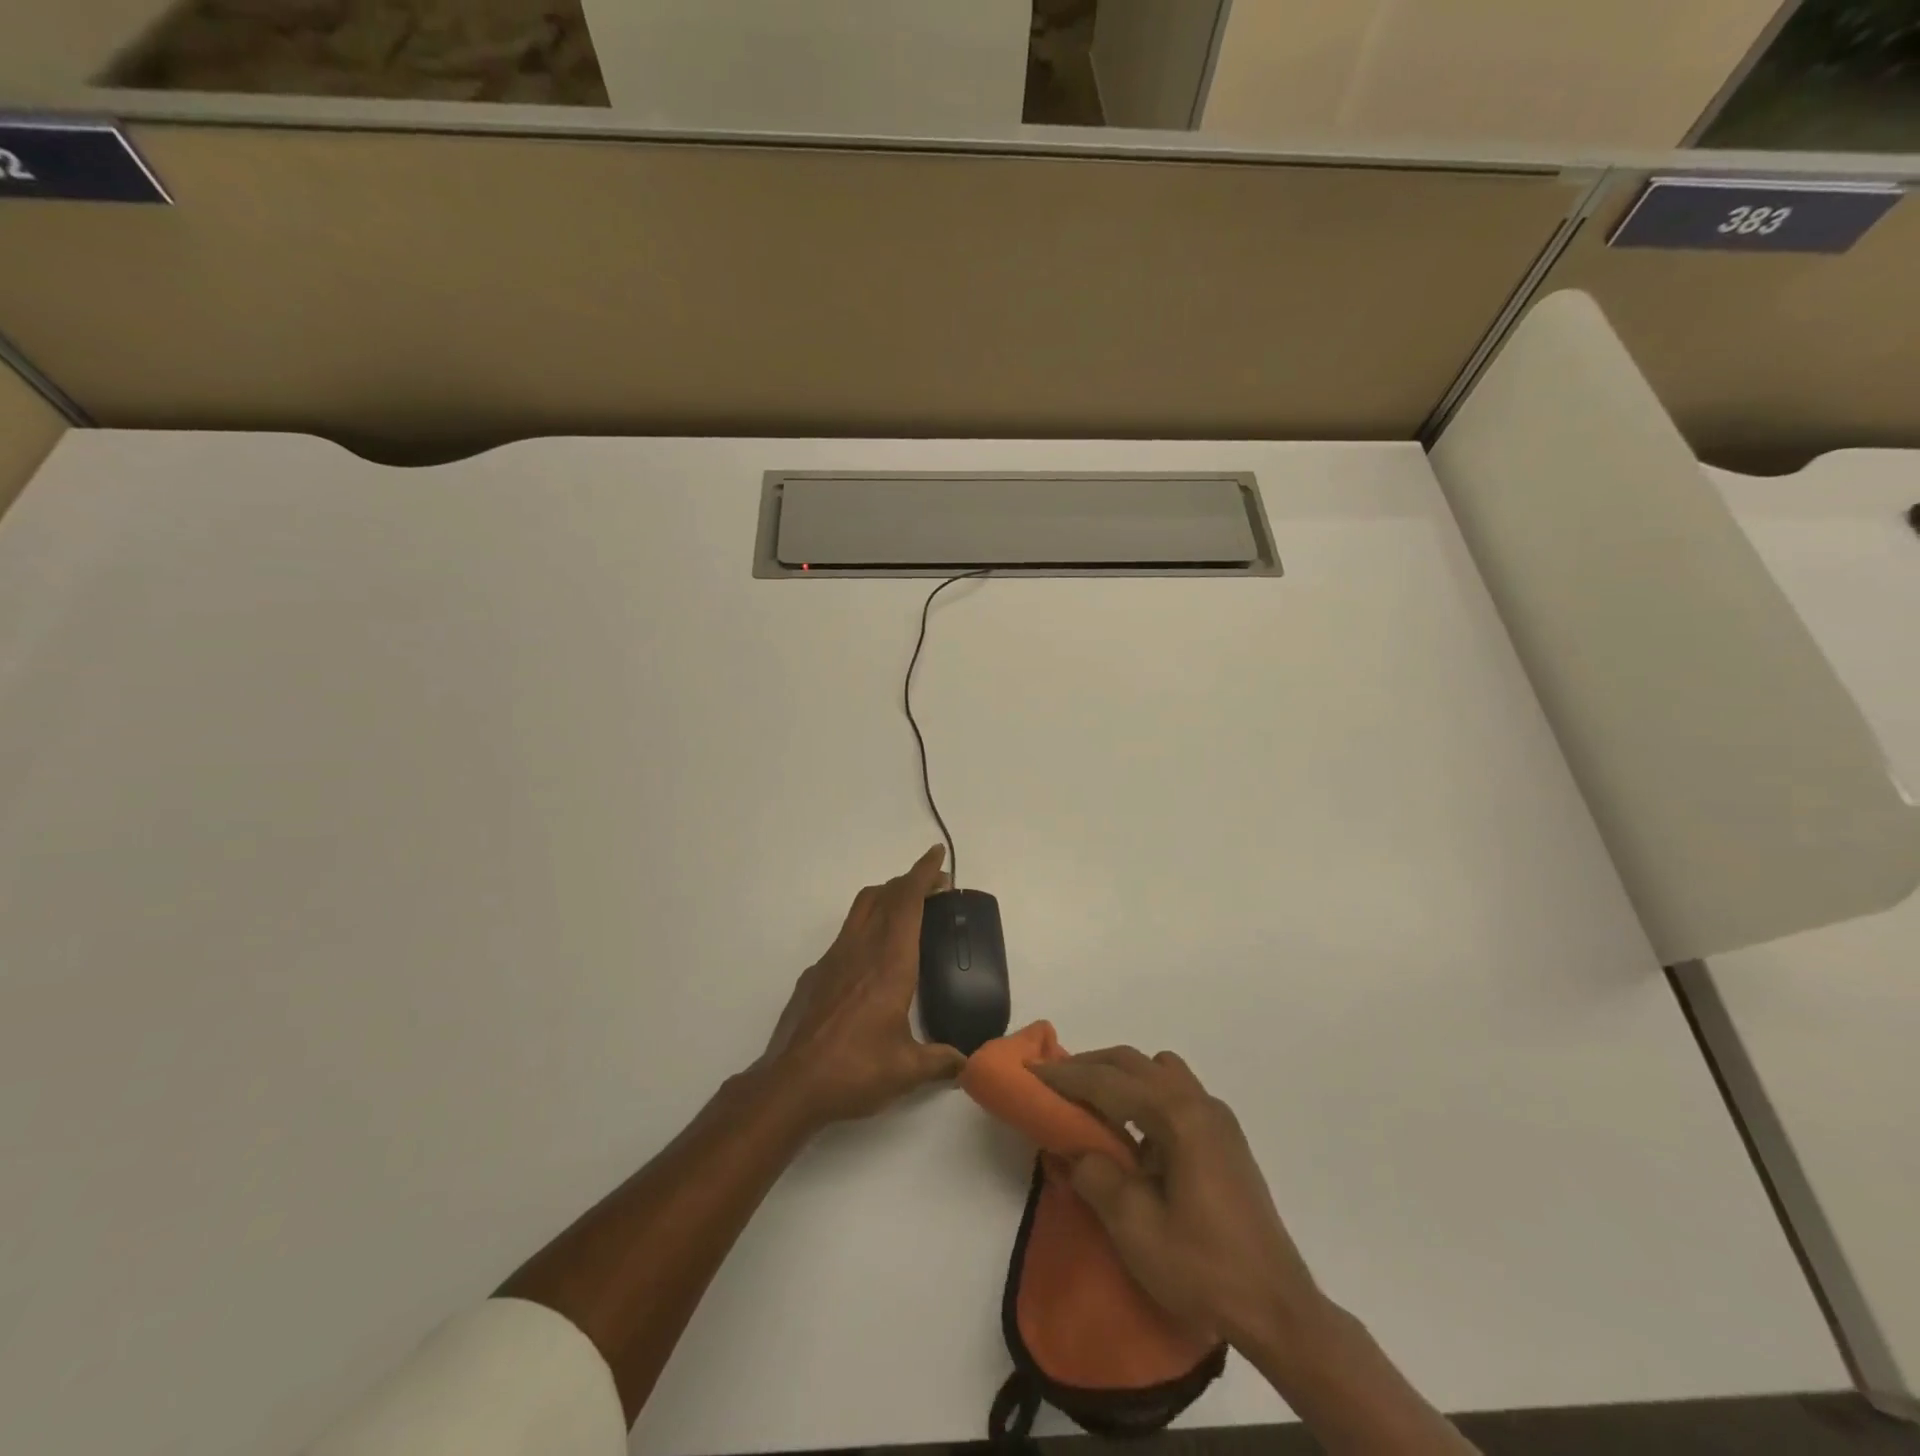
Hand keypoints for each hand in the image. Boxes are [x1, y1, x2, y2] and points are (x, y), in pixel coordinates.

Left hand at [760, 845, 967, 1128]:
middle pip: (884, 895)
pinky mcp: (815, 974)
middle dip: (909, 881)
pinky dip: (865, 927)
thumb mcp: (906, 1071)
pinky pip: (846, 934)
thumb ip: (940, 1061)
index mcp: (890, 962)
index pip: (907, 902)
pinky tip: (871, 960)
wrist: (789, 1085)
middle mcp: (861, 949)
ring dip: (885, 898)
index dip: (923, 873)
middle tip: (933, 886)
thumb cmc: (854, 1070)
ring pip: (861, 909)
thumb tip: (965, 1063)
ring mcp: (833, 958)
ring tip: (905, 911)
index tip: (936, 854)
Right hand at [1036, 1048, 1329, 1354]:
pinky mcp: (1225, 1137)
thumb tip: (1074, 1150)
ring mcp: (1216, 1118)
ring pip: (1157, 1071)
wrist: (1278, 1308)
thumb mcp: (1136, 1229)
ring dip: (1121, 1077)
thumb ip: (1097, 1177)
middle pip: (1133, 1063)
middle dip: (1090, 1067)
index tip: (1032, 1072)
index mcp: (1178, 1117)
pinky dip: (1145, 1095)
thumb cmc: (1204, 1268)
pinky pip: (1175, 1092)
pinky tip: (1136, 1136)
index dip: (1066, 1075)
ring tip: (1094, 1106)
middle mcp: (1199, 1103)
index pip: (1108, 1082)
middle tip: (1054, 1083)